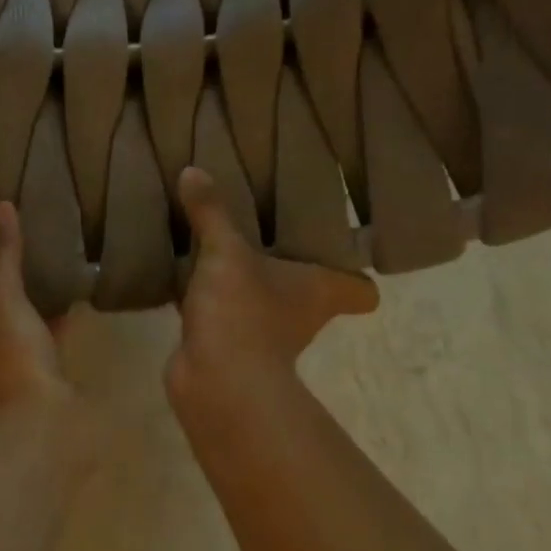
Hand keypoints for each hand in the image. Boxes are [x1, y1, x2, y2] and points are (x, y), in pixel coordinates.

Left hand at [0, 201, 72, 422]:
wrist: (42, 427)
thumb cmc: (8, 363)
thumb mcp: (3, 302)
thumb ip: (1, 258)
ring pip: (3, 341)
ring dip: (16, 317)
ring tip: (33, 280)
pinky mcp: (29, 393)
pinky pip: (33, 354)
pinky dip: (45, 334)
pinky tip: (66, 310)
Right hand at [166, 166, 380, 409]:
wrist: (216, 381)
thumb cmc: (243, 311)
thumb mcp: (226, 252)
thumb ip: (212, 212)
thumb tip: (192, 170)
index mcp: (320, 291)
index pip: (361, 292)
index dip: (356, 277)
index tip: (343, 254)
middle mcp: (302, 316)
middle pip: (311, 295)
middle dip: (293, 272)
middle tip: (273, 236)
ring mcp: (265, 337)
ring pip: (263, 304)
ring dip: (248, 287)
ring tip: (225, 252)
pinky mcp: (229, 348)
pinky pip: (224, 316)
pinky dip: (212, 303)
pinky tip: (188, 281)